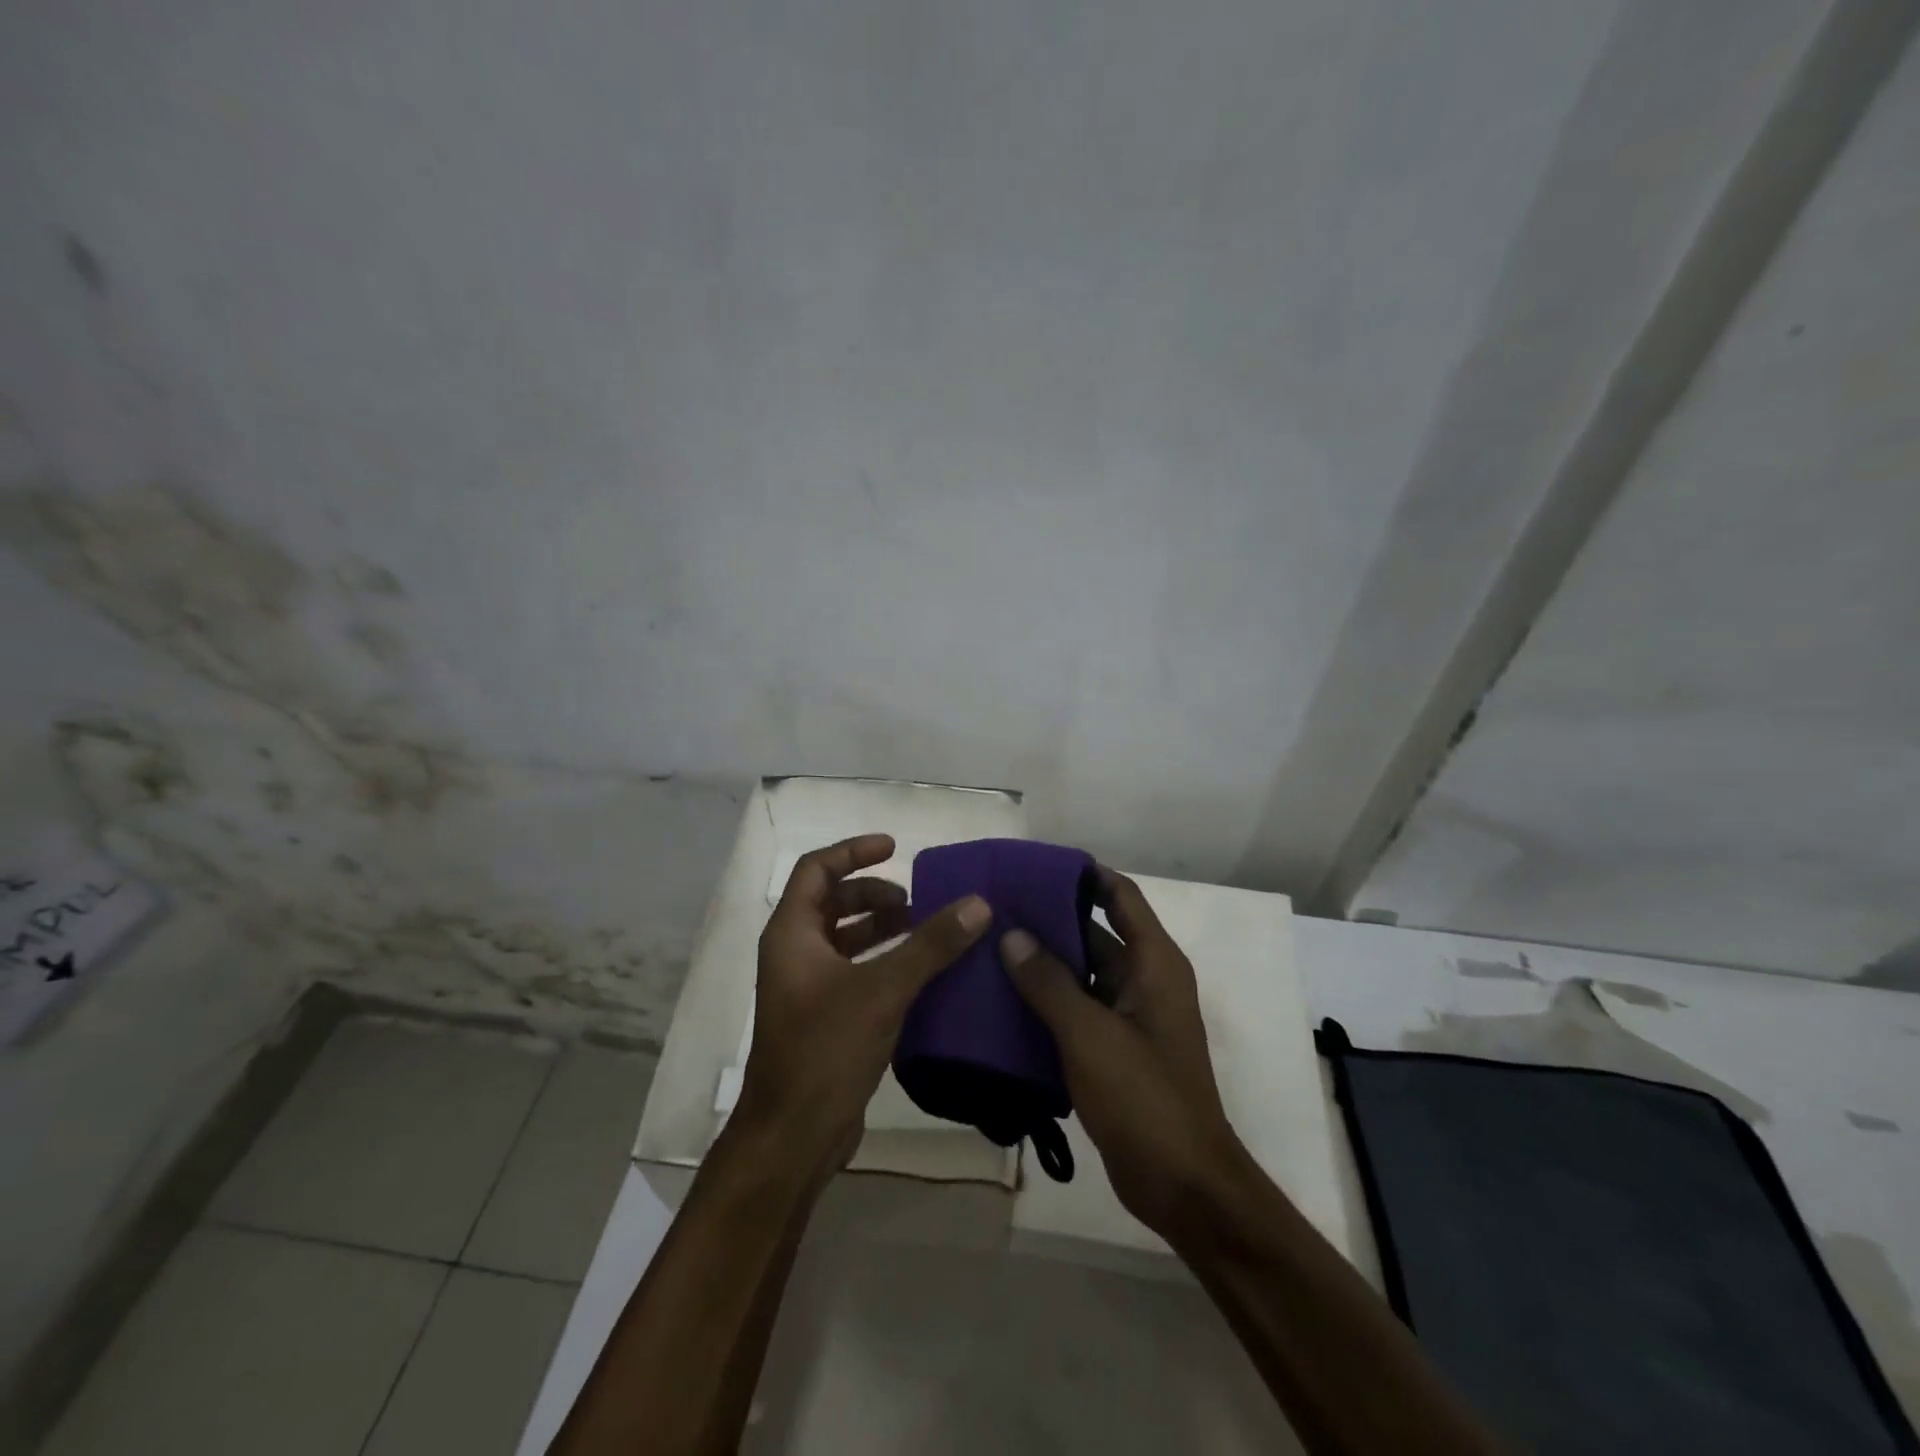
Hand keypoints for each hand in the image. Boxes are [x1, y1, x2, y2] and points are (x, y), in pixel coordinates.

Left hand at [737, 833, 990, 1175]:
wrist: (793, 1137)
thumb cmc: (826, 1050)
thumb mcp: (883, 989)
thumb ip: (930, 944)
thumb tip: (978, 903)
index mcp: (792, 934)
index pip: (817, 869)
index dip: (854, 851)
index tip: (895, 848)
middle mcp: (794, 954)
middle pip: (832, 902)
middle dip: (875, 894)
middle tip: (918, 903)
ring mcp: (807, 988)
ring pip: (845, 938)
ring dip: (883, 928)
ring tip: (926, 931)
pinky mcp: (824, 1018)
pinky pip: (855, 971)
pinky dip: (885, 961)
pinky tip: (921, 973)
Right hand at [1001, 868, 1246, 1238]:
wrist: (1183, 1185)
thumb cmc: (1144, 1098)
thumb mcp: (1090, 1035)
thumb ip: (1048, 982)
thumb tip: (1011, 935)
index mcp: (1153, 963)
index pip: (1120, 896)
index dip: (1084, 874)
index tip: (1036, 865)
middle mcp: (1145, 981)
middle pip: (1095, 932)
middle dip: (1050, 919)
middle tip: (996, 907)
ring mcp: (1130, 1017)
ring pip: (1082, 973)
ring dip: (1044, 962)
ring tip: (990, 945)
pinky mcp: (1115, 1050)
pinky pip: (1077, 1009)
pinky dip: (1047, 1000)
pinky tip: (1003, 999)